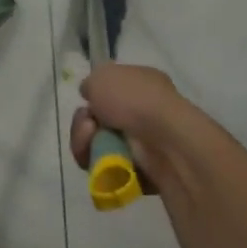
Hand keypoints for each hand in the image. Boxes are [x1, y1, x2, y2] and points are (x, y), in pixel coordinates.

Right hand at [69, 64, 191, 192]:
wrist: (163, 140)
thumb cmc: (135, 100)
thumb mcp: (103, 75)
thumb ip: (92, 82)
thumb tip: (91, 95)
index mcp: (142, 85)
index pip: (111, 92)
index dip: (93, 97)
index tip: (86, 101)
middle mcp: (144, 113)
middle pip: (98, 123)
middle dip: (83, 125)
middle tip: (87, 126)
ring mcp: (143, 144)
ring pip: (97, 147)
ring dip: (86, 143)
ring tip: (91, 141)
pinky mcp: (139, 172)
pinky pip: (106, 171)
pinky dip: (98, 166)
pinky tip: (102, 161)